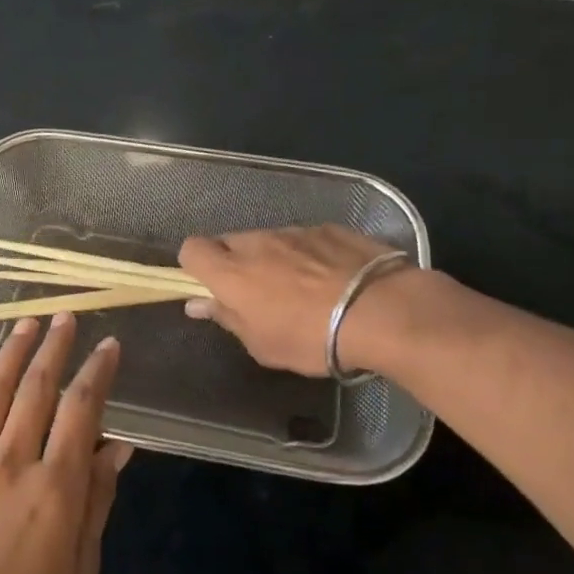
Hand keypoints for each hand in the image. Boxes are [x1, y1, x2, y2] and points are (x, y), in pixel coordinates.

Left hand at [0, 314, 131, 573]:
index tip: (108, 345)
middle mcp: (11, 463)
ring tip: (27, 324)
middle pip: (37, 389)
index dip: (98, 372)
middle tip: (65, 317)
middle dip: (55, 347)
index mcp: (55, 487)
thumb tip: (117, 446)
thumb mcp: (79, 567)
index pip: (83, 410)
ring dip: (12, 354)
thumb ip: (96, 500)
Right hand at [179, 225, 409, 377]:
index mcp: (232, 272)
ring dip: (272, 258)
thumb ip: (227, 318)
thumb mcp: (262, 344)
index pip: (191, 249)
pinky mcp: (330, 228)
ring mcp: (295, 231)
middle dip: (234, 262)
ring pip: (268, 240)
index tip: (210, 288)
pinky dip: (307, 254)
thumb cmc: (311, 339)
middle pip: (229, 242)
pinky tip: (331, 278)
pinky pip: (304, 238)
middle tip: (256, 293)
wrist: (381, 312)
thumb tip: (197, 303)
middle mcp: (258, 243)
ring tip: (301, 288)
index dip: (195, 266)